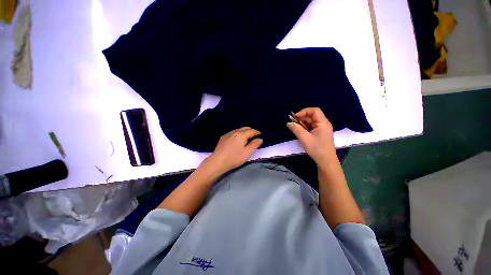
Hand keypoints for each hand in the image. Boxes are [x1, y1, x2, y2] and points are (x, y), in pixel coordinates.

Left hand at [205, 127, 262, 173]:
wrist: (217, 162)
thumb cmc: (234, 158)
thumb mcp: (247, 153)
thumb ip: (254, 145)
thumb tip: (260, 139)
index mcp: (241, 135)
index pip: (251, 131)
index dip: (256, 132)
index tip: (260, 134)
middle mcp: (234, 132)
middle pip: (244, 128)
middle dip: (250, 131)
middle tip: (254, 135)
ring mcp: (228, 134)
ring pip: (238, 130)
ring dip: (244, 132)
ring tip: (247, 137)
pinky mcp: (223, 138)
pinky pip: (233, 133)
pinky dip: (238, 134)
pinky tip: (237, 139)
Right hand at [287, 107, 336, 166]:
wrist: (326, 161)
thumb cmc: (316, 149)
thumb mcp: (304, 139)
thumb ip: (296, 129)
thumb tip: (289, 123)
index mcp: (323, 123)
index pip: (315, 111)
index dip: (304, 111)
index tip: (295, 117)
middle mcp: (324, 124)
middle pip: (312, 116)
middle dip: (302, 118)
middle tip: (293, 123)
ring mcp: (322, 128)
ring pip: (311, 121)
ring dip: (302, 123)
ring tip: (295, 128)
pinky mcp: (320, 133)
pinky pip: (311, 126)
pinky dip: (305, 127)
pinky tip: (300, 131)